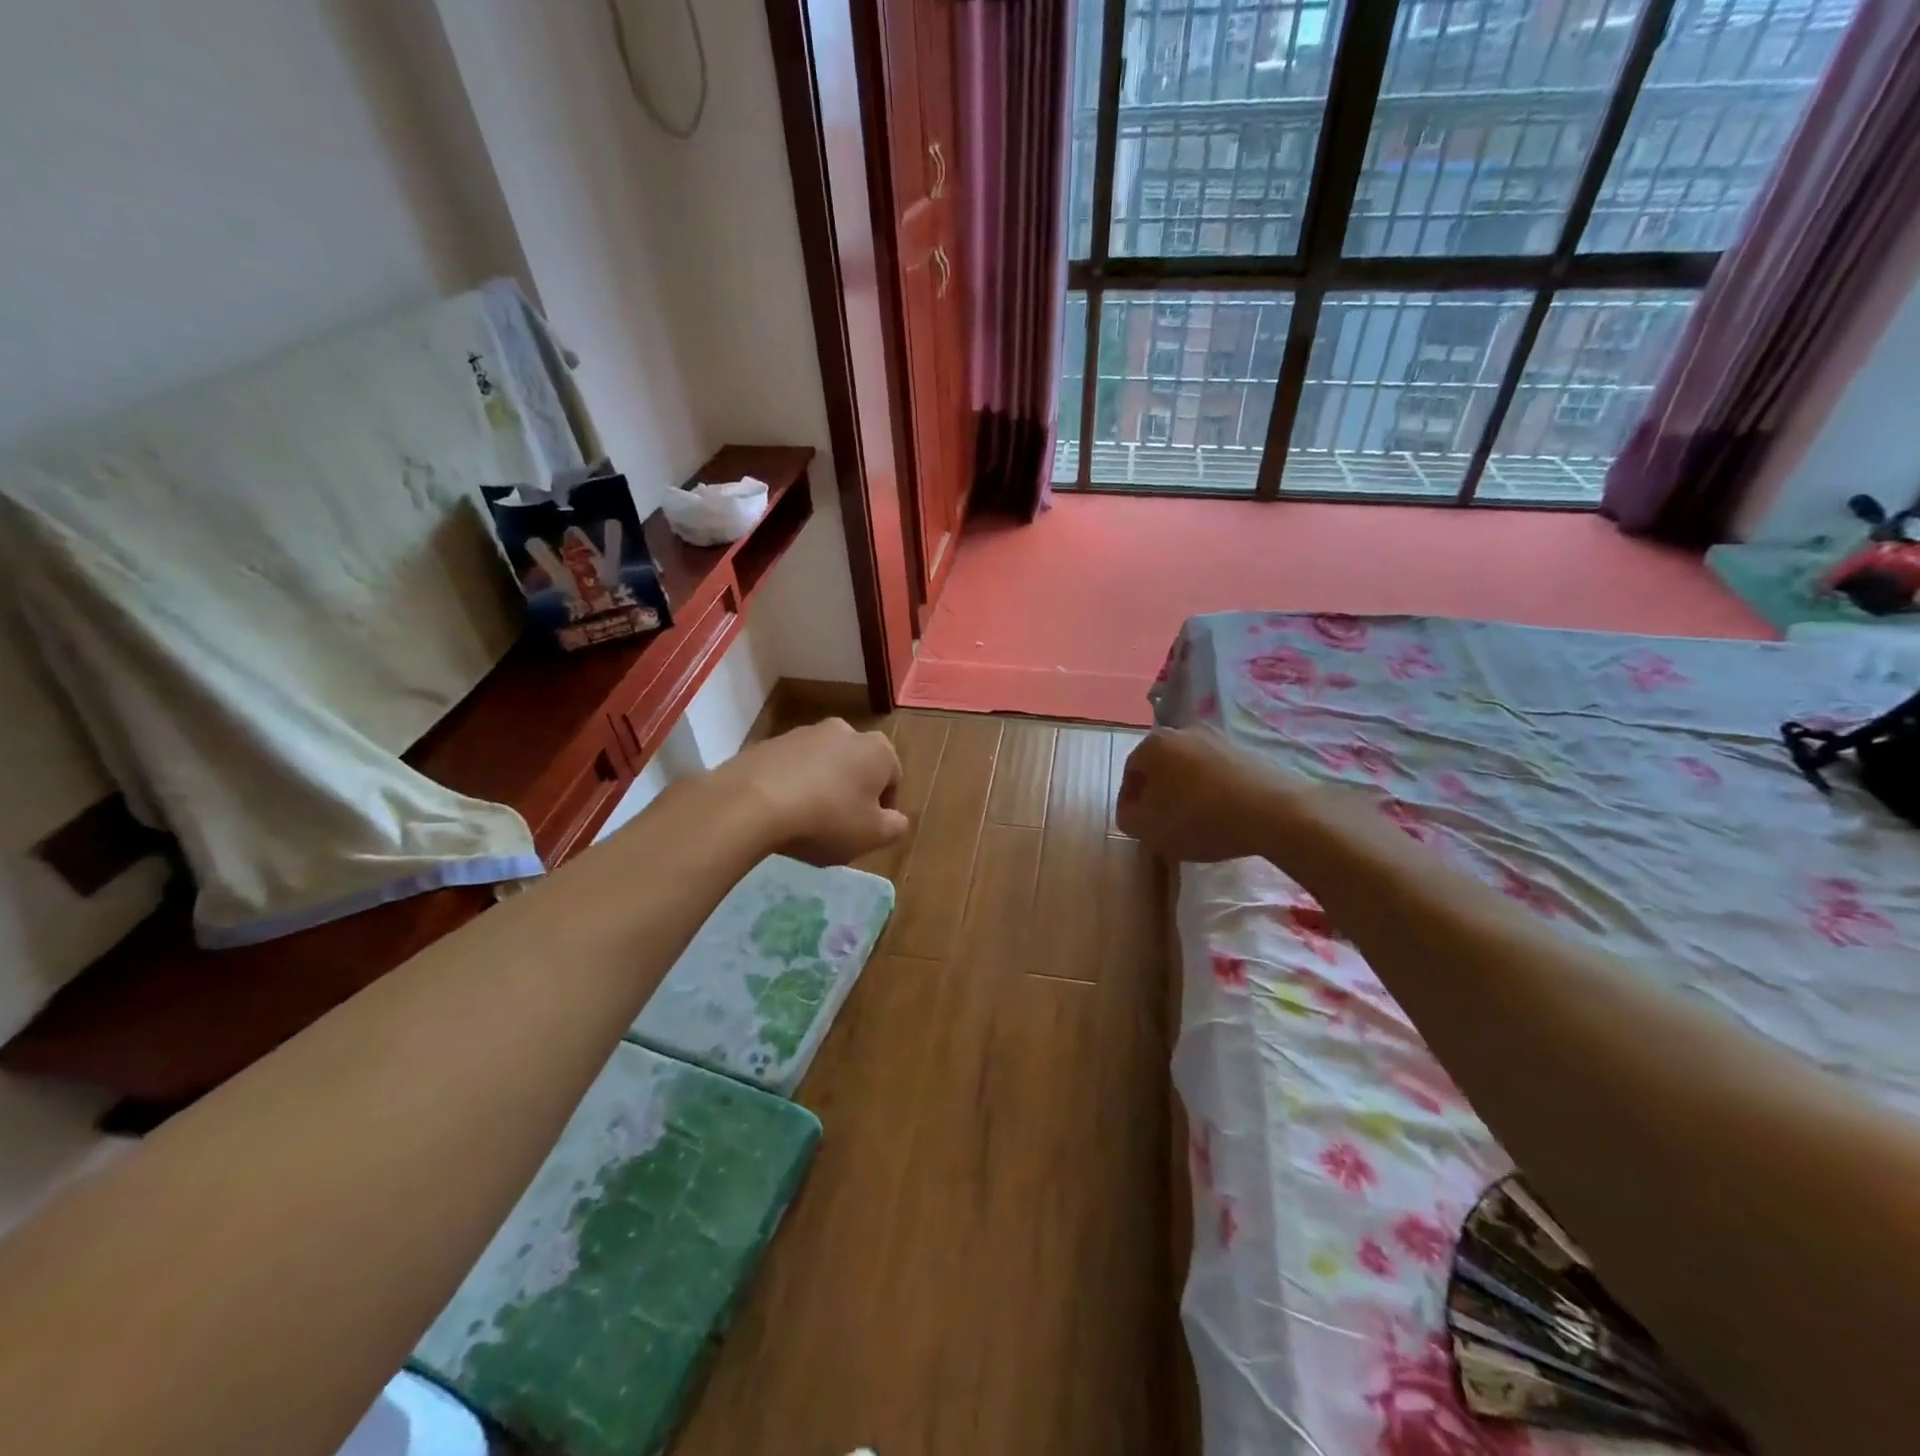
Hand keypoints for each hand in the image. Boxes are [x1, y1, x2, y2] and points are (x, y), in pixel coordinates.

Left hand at [720, 718, 907, 865]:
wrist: (752, 803)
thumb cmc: (826, 819)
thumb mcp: (872, 836)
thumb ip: (894, 827)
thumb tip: (896, 820)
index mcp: (877, 750)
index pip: (893, 778)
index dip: (884, 808)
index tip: (869, 831)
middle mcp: (844, 731)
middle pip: (856, 766)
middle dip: (852, 792)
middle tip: (840, 826)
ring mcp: (803, 733)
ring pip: (822, 764)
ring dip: (821, 787)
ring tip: (806, 821)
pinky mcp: (769, 743)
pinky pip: (790, 768)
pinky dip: (791, 785)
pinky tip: (780, 813)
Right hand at [1116, 727, 1310, 863]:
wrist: (1274, 812)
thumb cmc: (1200, 818)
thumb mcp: (1149, 829)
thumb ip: (1128, 818)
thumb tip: (1133, 811)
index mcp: (1154, 744)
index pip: (1130, 773)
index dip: (1129, 803)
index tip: (1137, 826)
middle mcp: (1183, 731)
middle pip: (1160, 767)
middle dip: (1158, 794)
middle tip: (1162, 823)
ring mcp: (1218, 738)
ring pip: (1188, 769)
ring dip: (1185, 791)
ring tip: (1193, 821)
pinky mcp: (1246, 751)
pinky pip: (1216, 772)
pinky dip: (1211, 791)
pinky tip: (1219, 814)